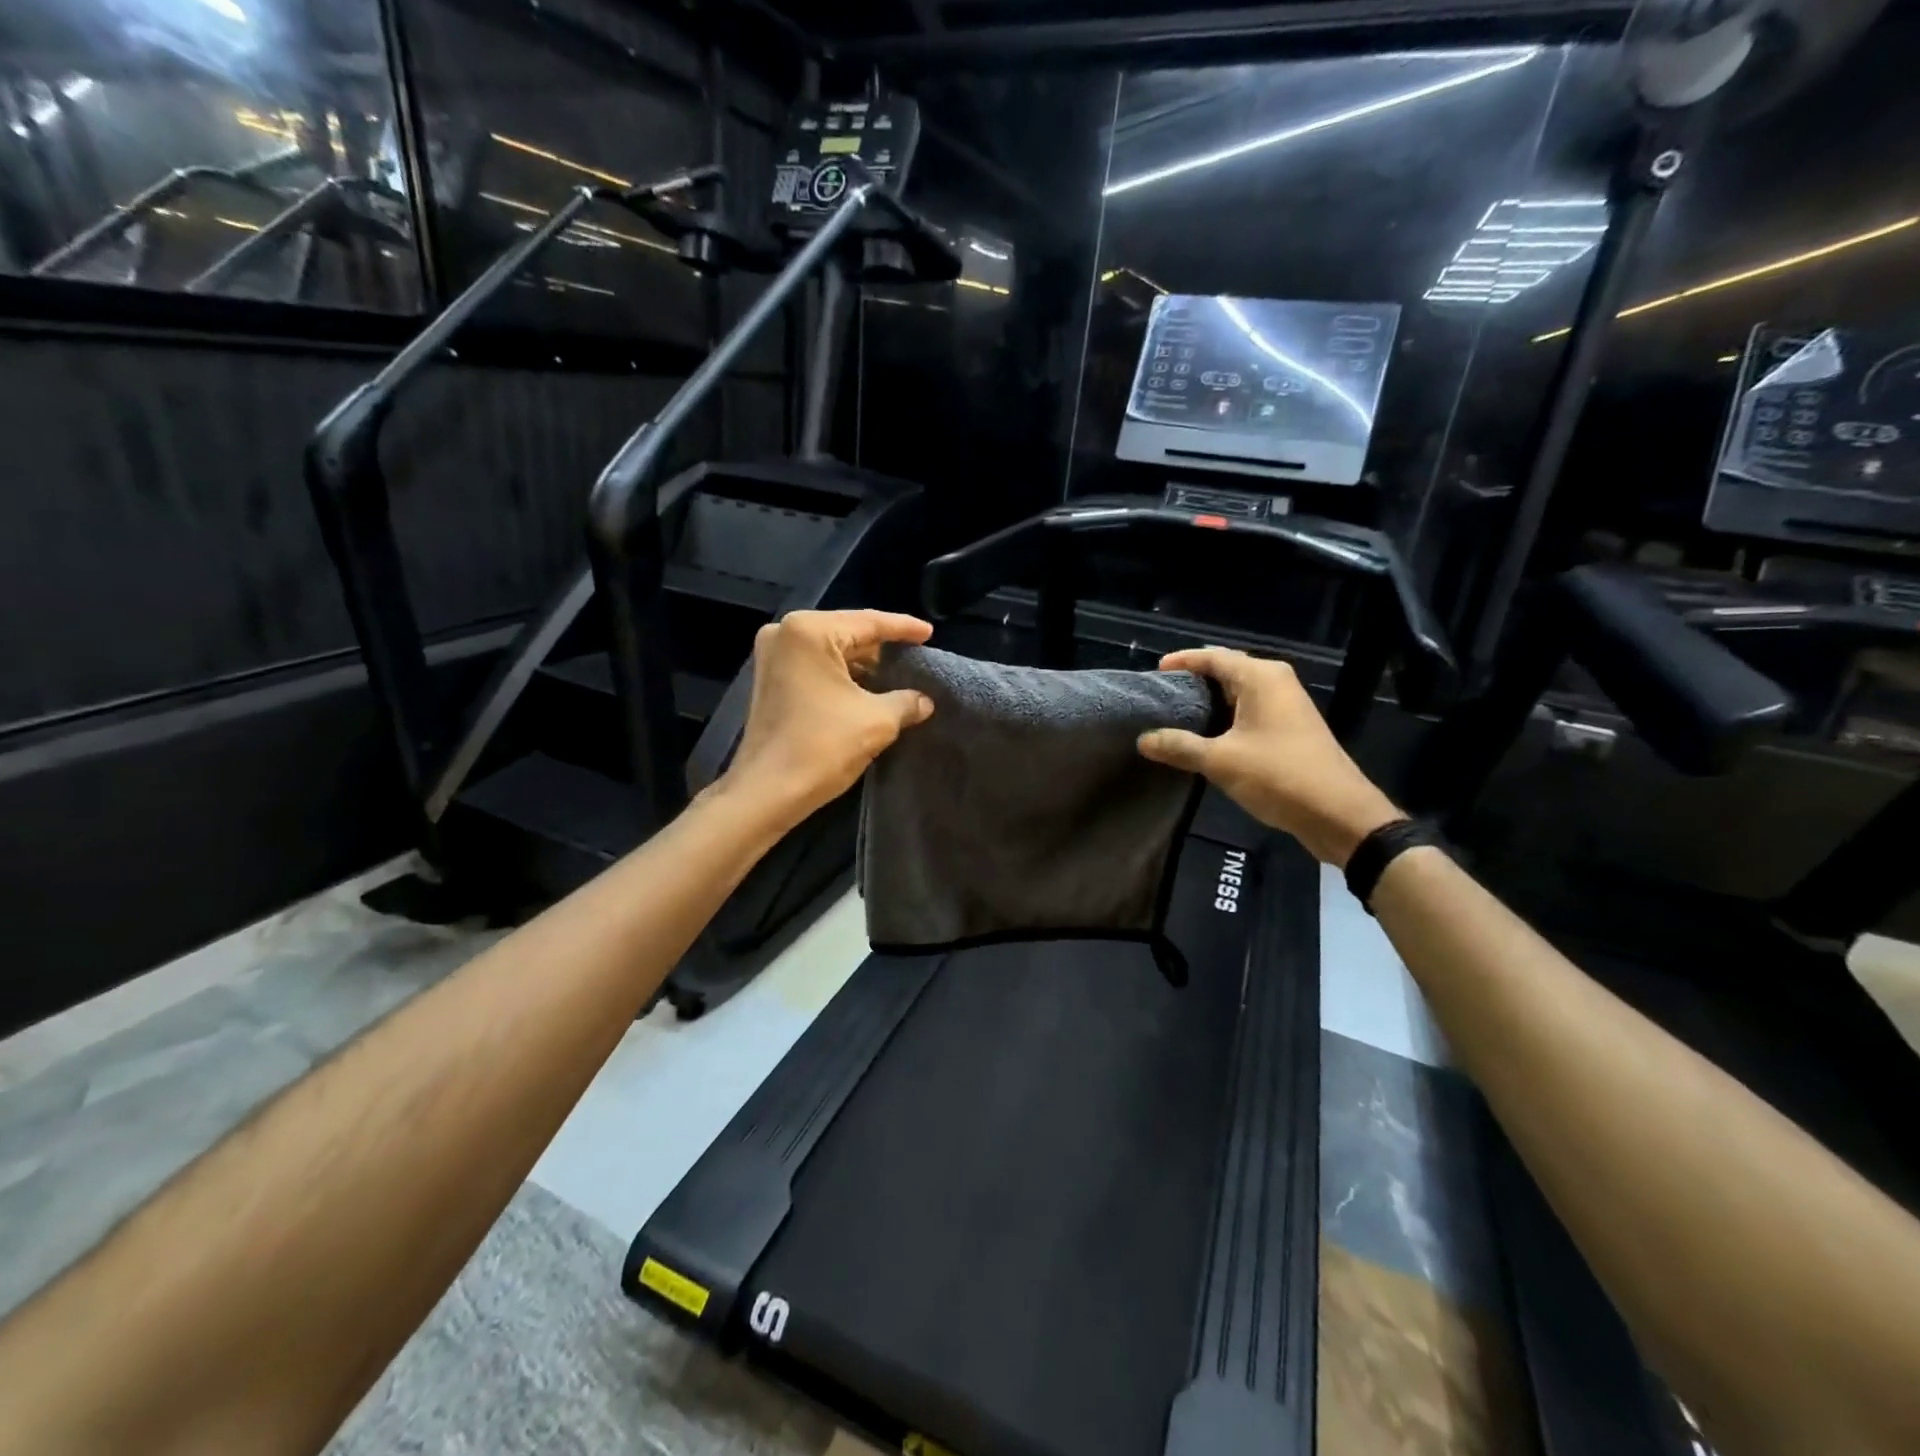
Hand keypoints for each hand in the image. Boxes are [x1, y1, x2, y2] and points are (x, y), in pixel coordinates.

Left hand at [718, 609, 935, 830]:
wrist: (767, 792)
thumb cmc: (821, 747)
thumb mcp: (877, 721)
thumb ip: (906, 701)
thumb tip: (925, 701)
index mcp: (810, 631)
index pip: (869, 622)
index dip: (904, 628)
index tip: (930, 633)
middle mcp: (785, 633)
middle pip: (848, 632)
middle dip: (882, 647)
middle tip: (916, 655)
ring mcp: (772, 656)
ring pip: (831, 651)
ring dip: (863, 664)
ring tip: (898, 674)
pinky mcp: (769, 679)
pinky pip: (816, 666)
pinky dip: (842, 676)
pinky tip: (868, 689)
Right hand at [1137, 648, 1402, 867]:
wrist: (1337, 812)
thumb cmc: (1278, 775)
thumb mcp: (1220, 761)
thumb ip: (1179, 746)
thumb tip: (1143, 740)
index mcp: (1261, 678)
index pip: (1213, 657)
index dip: (1182, 661)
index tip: (1154, 673)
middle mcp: (1276, 682)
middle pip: (1227, 670)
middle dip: (1194, 680)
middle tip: (1161, 695)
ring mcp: (1287, 704)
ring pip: (1239, 692)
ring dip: (1209, 701)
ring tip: (1175, 715)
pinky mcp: (1290, 727)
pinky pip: (1250, 710)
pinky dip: (1225, 716)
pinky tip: (1205, 736)